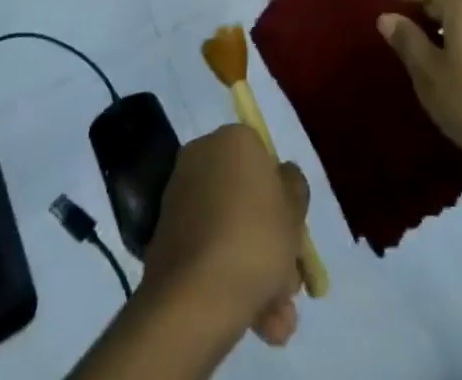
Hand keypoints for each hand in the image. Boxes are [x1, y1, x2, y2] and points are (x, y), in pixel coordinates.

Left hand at [141, 126, 310, 347]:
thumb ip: (294, 187)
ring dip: (258, 273)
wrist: (195, 296)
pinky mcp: (166, 238)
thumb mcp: (294, 208)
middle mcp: (202, 157)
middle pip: (247, 200)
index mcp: (232, 139)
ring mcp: (180, 198)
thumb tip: (282, 179)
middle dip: (272, 244)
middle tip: (290, 284)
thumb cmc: (255, 238)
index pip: (264, 159)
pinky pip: (209, 252)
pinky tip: (257, 322)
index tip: (295, 233)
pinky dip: (230, 280)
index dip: (283, 197)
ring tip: (277, 321)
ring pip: (231, 231)